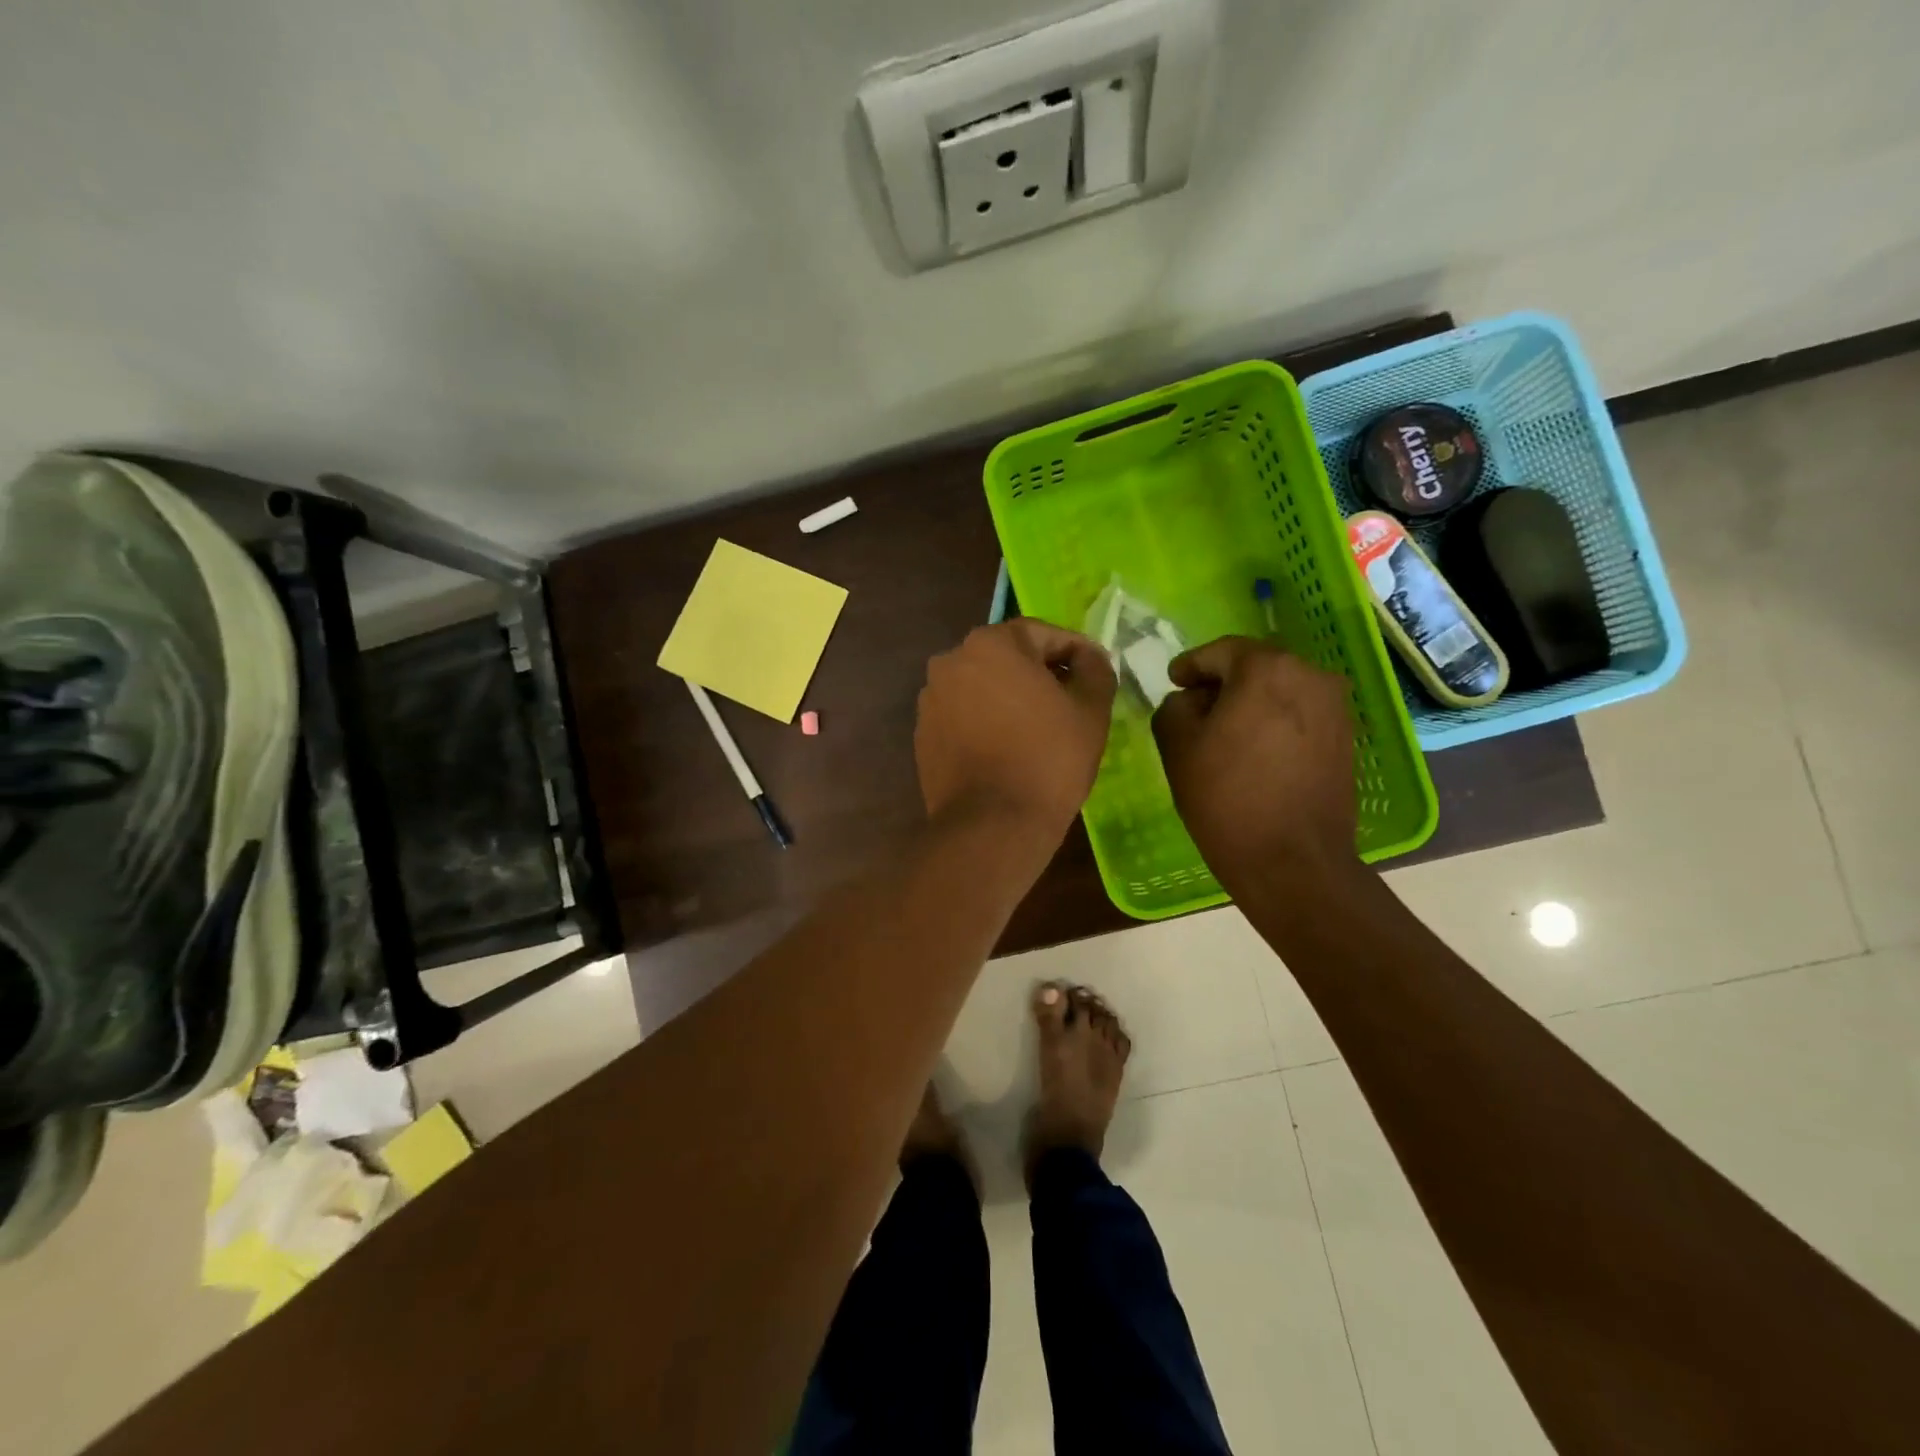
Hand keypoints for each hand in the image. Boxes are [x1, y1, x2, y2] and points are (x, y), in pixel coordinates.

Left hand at [915, 619, 1115, 840]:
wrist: (991, 825)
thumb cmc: (1048, 759)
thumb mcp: (1090, 711)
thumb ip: (1095, 670)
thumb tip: (1089, 658)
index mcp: (991, 644)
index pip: (1042, 633)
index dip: (1075, 651)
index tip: (1096, 672)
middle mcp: (951, 661)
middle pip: (1007, 657)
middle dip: (1040, 672)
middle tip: (1070, 699)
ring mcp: (931, 699)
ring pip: (982, 686)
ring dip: (1010, 697)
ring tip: (1039, 728)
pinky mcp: (922, 734)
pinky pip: (963, 715)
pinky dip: (986, 721)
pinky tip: (1007, 748)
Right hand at [1152, 636, 1356, 878]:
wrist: (1292, 861)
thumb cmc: (1227, 797)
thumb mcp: (1177, 746)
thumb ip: (1174, 706)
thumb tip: (1190, 700)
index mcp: (1267, 668)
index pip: (1219, 651)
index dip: (1191, 665)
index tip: (1173, 682)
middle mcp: (1310, 675)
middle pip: (1254, 667)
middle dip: (1221, 683)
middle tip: (1193, 709)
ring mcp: (1335, 707)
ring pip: (1279, 690)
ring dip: (1250, 703)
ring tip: (1223, 734)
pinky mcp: (1345, 738)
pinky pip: (1299, 715)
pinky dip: (1273, 722)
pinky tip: (1254, 751)